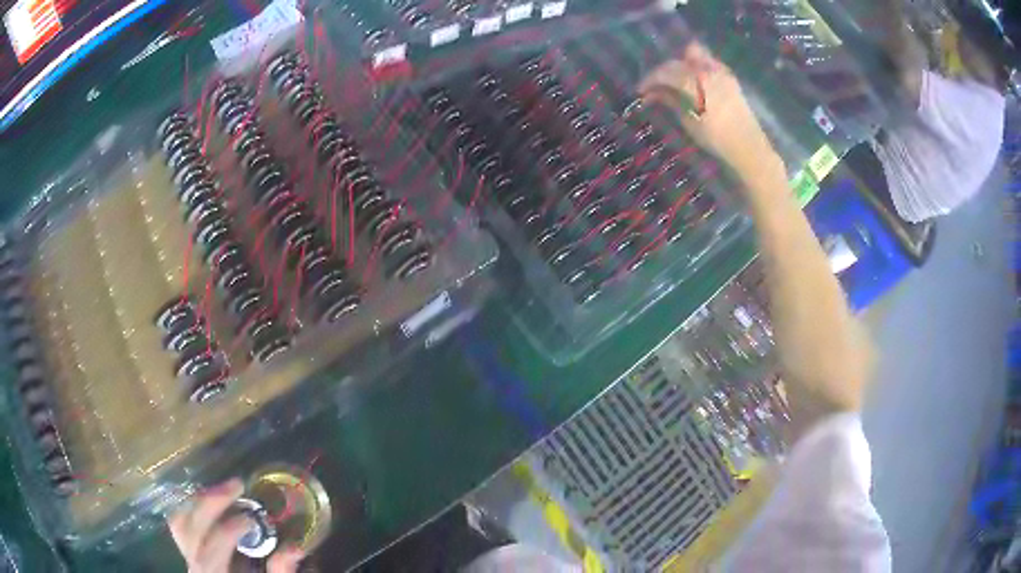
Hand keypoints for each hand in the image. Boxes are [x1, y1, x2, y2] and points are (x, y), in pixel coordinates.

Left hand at [168, 478, 304, 572]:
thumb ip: (280, 571)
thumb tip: (294, 547)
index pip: (215, 547)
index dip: (231, 528)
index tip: (252, 518)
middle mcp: (194, 562)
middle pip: (191, 527)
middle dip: (211, 501)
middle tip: (237, 484)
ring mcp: (186, 553)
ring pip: (180, 520)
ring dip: (200, 499)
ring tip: (223, 489)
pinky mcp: (186, 548)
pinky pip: (180, 521)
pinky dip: (191, 505)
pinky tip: (210, 498)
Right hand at [639, 42, 782, 179]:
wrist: (749, 147)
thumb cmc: (717, 139)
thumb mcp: (689, 121)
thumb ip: (671, 101)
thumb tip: (652, 94)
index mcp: (695, 83)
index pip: (665, 72)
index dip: (650, 79)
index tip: (640, 90)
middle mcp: (707, 70)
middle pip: (677, 62)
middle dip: (663, 72)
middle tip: (655, 87)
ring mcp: (720, 71)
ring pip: (694, 54)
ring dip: (681, 64)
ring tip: (675, 80)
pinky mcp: (729, 76)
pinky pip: (708, 61)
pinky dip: (697, 66)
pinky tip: (694, 80)